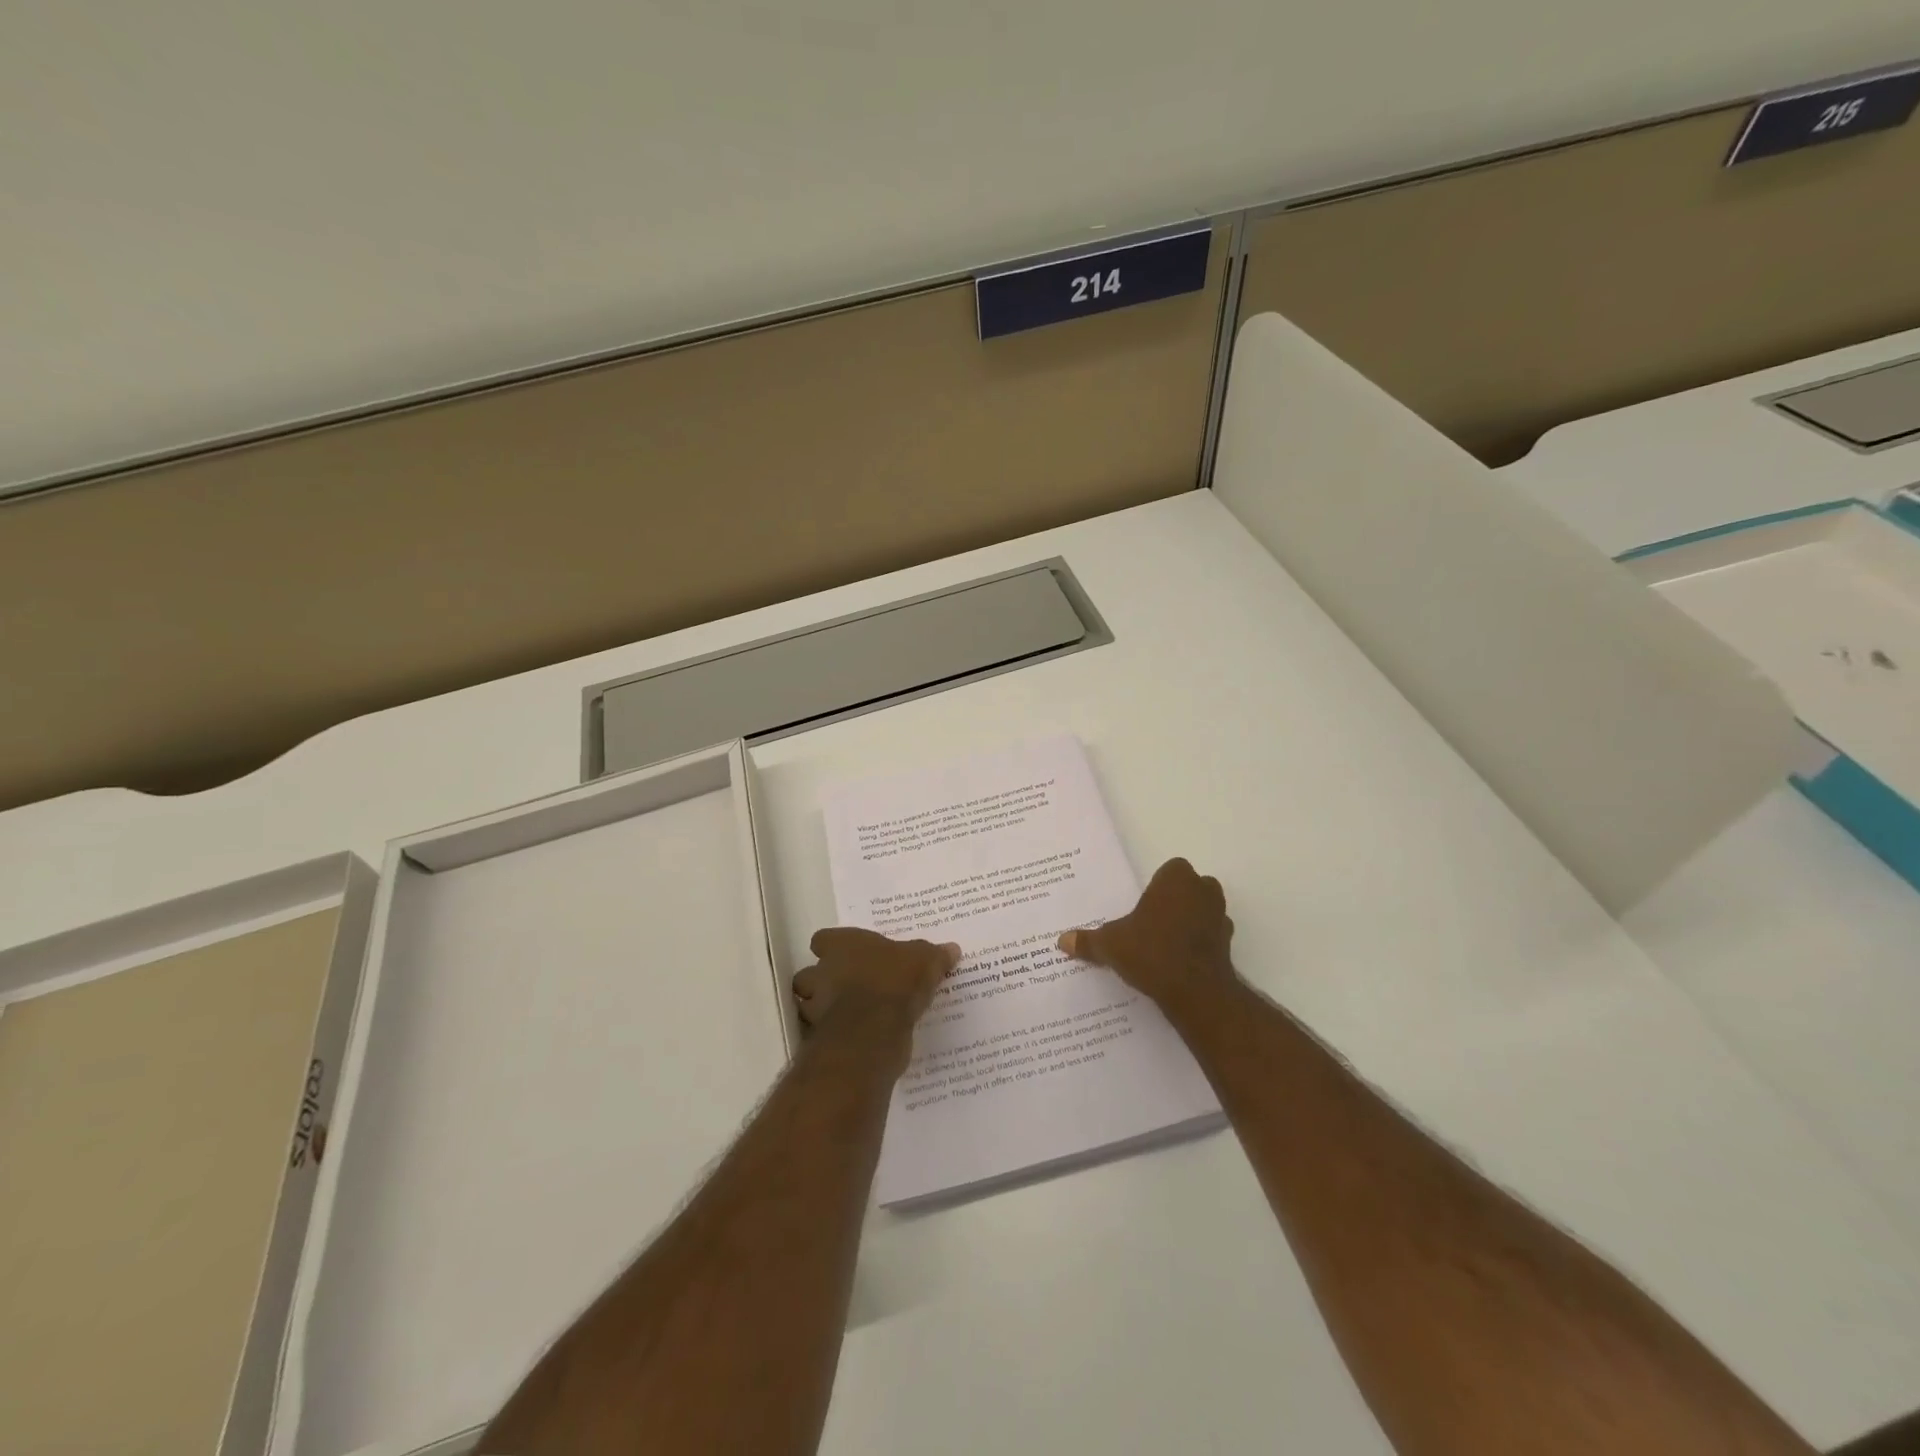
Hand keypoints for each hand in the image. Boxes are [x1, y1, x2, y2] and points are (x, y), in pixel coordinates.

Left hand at [792, 928, 959, 1042]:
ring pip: (808, 1005)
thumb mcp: (925, 962)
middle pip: (809, 974)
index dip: (832, 947)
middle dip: (822, 982)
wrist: (875, 1030)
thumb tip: (952, 949)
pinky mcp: (821, 1039)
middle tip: (847, 988)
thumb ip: (935, 955)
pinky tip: (853, 1039)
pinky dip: (833, 1036)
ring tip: (849, 1015)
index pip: (822, 939)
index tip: (847, 955)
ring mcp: (818, 1007)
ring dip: (823, 1010)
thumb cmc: (895, 981)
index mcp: (843, 946)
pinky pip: (822, 1035)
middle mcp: (823, 972)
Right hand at [1058, 858, 1238, 1015]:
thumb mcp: (1111, 945)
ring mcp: (1220, 917)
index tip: (1141, 906)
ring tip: (1162, 946)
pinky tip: (1178, 964)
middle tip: (1149, 923)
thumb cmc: (1151, 952)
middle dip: (1173, 902)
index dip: (1156, 887)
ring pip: (1202, 911)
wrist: (1196, 992)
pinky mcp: (1228, 944)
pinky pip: (1210, 937)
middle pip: (1188, 888)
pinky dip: (1198, 946)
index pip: (1169, 870)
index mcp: (1176, 878)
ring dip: (1188, 922)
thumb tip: (1062, 941)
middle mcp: (1203, 890)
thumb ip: (1088, 941)